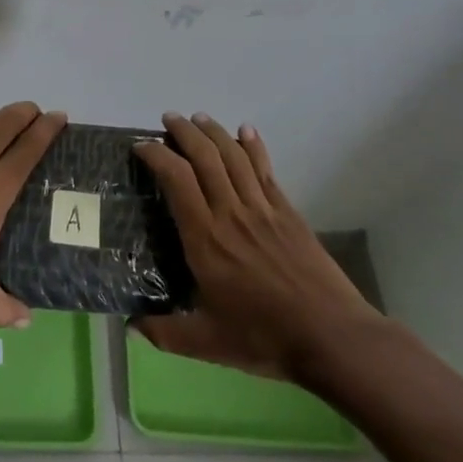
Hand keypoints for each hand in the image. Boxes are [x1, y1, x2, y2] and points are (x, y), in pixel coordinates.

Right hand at [133, 113, 379, 385]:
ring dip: (214, 131)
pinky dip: (253, 145)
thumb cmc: (264, 338)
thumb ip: (164, 332)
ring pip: (234, 156)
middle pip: (205, 157)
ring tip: (197, 118)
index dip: (156, 156)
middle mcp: (230, 213)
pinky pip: (265, 169)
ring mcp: (262, 209)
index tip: (141, 146)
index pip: (176, 180)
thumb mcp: (207, 343)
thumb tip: (130, 323)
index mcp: (205, 239)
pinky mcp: (287, 212)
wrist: (331, 337)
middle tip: (168, 120)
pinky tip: (245, 131)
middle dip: (183, 132)